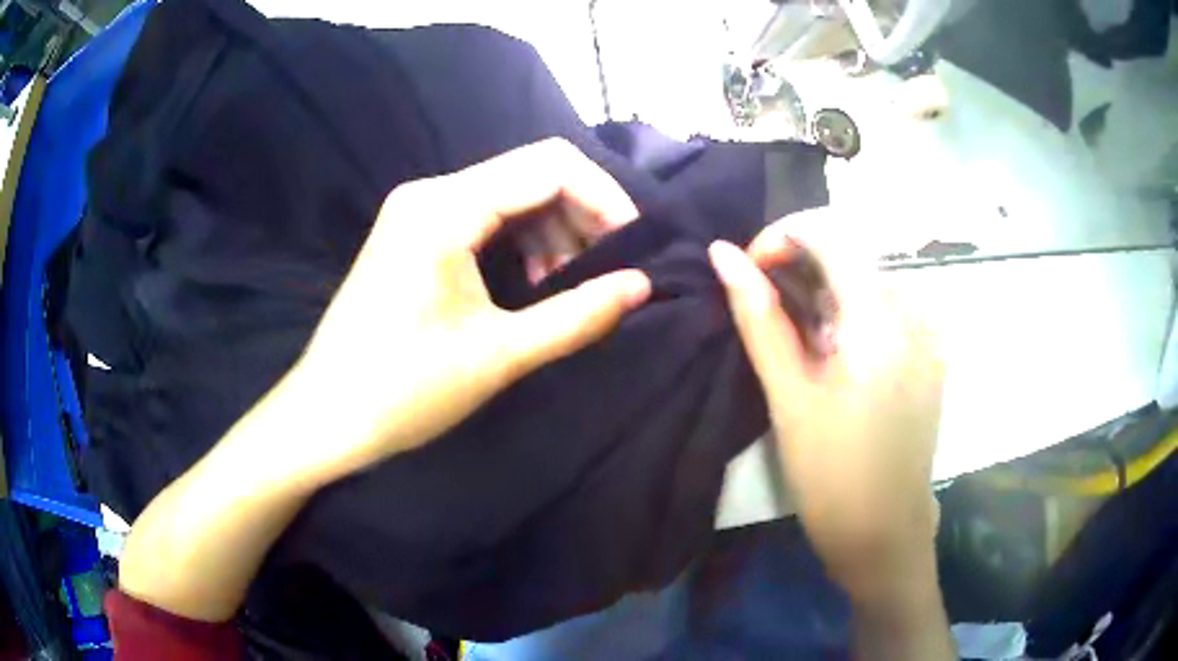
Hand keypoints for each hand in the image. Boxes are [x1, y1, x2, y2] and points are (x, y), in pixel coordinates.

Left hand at [287, 138, 650, 482]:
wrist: (326, 416)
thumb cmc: (404, 391)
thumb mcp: (498, 355)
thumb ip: (577, 316)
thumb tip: (642, 286)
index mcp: (445, 208)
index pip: (550, 166)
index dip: (605, 198)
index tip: (635, 248)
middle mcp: (431, 193)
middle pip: (532, 173)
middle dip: (584, 215)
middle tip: (609, 271)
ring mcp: (418, 210)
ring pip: (512, 194)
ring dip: (555, 230)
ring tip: (572, 286)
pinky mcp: (414, 232)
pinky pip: (485, 216)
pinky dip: (523, 241)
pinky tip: (536, 283)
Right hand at [708, 209, 943, 597]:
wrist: (884, 534)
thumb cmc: (832, 474)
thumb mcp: (789, 395)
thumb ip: (758, 318)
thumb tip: (722, 254)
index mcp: (882, 317)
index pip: (830, 234)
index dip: (781, 238)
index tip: (747, 270)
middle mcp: (914, 311)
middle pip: (850, 255)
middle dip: (798, 266)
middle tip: (762, 308)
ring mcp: (927, 333)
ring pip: (866, 281)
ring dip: (822, 290)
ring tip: (792, 335)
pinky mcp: (929, 355)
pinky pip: (886, 309)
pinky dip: (848, 313)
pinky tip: (829, 350)